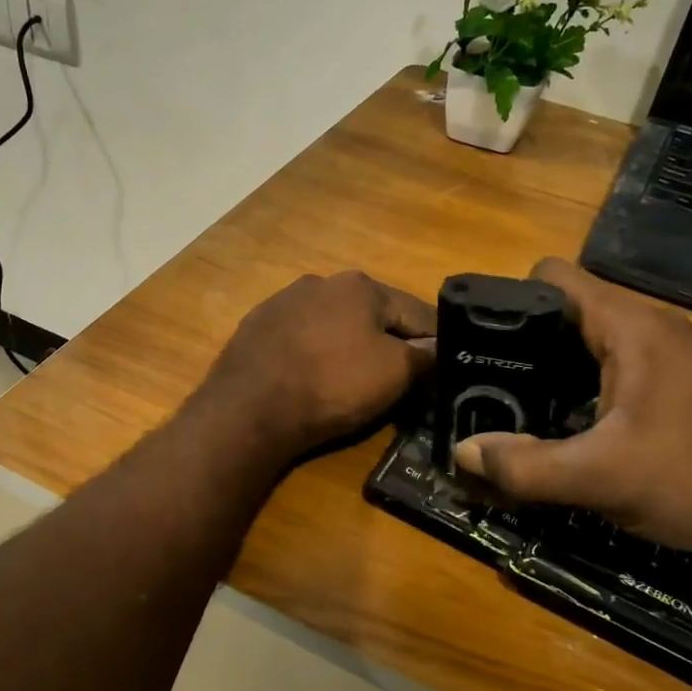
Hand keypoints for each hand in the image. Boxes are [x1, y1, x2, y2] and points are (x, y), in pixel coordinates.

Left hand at [197, 271, 436, 458]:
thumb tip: (439, 348)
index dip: (435, 342)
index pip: (416, 312)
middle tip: (398, 378)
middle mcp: (321, 282)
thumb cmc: (331, 385)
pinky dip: (313, 354)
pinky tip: (310, 378)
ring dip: (348, 345)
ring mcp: (282, 302)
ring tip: (351, 380)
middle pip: (371, 315)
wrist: (248, 409)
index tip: (443, 367)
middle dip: (388, 342)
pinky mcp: (255, 327)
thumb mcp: (394, 374)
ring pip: (333, 324)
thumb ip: (425, 357)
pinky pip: (300, 339)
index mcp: (361, 285)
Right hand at [452, 259, 691, 572]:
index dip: (507, 300)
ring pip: (586, 342)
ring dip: (548, 368)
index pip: (552, 277)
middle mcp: (647, 328)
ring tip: (512, 404)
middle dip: (520, 341)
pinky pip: (608, 367)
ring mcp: (665, 356)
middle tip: (484, 383)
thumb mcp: (600, 477)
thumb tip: (461, 450)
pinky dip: (576, 386)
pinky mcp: (673, 386)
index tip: (477, 343)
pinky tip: (562, 425)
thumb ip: (524, 466)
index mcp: (629, 326)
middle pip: (564, 310)